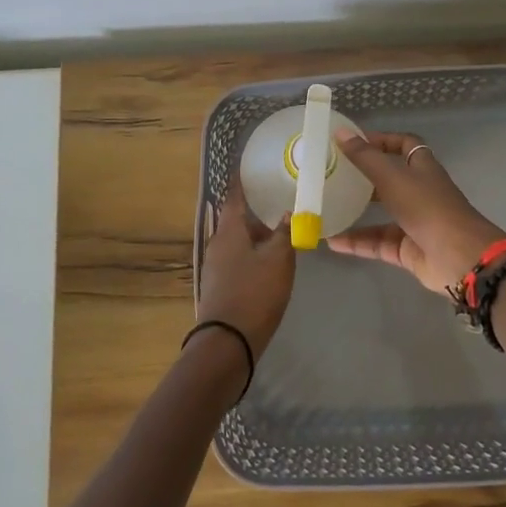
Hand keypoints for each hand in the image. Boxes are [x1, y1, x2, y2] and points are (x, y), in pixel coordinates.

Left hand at [196, 180, 296, 357]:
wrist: (227, 342)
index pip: (234, 194)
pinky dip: (254, 251)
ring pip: (239, 239)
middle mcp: (218, 242)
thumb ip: (285, 232)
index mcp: (228, 230)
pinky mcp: (221, 284)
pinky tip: (271, 258)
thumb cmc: (255, 293)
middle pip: (237, 218)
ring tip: (282, 227)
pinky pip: (239, 257)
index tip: (253, 164)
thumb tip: (288, 213)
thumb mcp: (278, 260)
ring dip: (258, 232)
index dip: (243, 178)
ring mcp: (217, 265)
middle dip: (256, 208)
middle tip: (279, 197)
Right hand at [329, 131, 505, 295]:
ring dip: (356, 212)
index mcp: (422, 168)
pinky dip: (357, 242)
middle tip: (333, 175)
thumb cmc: (428, 208)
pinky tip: (332, 242)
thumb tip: (340, 132)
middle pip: (390, 179)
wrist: (459, 258)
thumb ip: (365, 157)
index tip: (353, 142)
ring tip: (327, 209)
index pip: (404, 145)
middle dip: (364, 177)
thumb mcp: (393, 177)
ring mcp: (415, 222)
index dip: (382, 140)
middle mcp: (420, 192)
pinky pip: (378, 243)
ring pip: (381, 214)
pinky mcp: (408, 250)